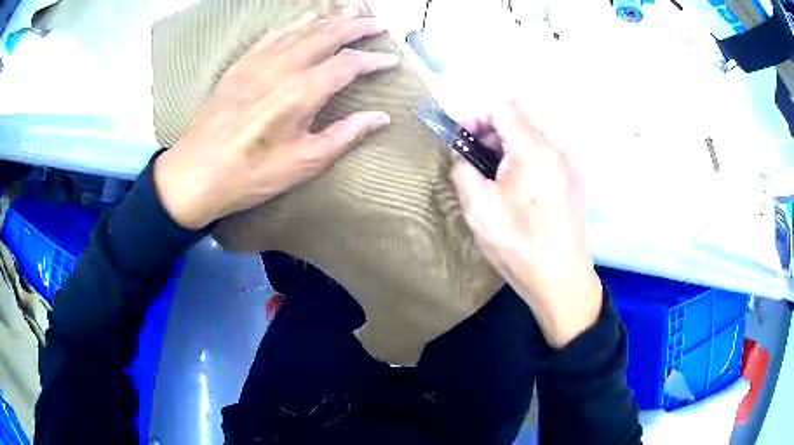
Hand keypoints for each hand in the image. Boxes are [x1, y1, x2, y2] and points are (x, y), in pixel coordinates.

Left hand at [154, 10, 398, 229]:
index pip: (347, 64)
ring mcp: (258, 63)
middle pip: (327, 35)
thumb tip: (380, 117)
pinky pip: (272, 35)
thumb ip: (345, 135)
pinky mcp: (240, 65)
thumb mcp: (304, 163)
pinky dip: (294, 24)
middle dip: (356, 26)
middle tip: (377, 23)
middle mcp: (281, 68)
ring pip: (301, 29)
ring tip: (350, 13)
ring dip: (329, 19)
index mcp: (300, 93)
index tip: (391, 61)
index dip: (372, 60)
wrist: (196, 174)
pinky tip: (305, 19)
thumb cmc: (251, 174)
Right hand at [451, 103, 601, 348]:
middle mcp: (556, 150)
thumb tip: (463, 155)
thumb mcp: (478, 208)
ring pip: (532, 141)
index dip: (477, 116)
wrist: (562, 281)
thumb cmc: (518, 244)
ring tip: (493, 180)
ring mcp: (569, 167)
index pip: (503, 107)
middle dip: (490, 134)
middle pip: (518, 122)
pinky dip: (524, 163)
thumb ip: (463, 170)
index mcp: (533, 150)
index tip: (462, 140)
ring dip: (507, 150)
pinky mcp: (574, 184)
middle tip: (472, 163)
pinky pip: (544, 159)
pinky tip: (516, 193)